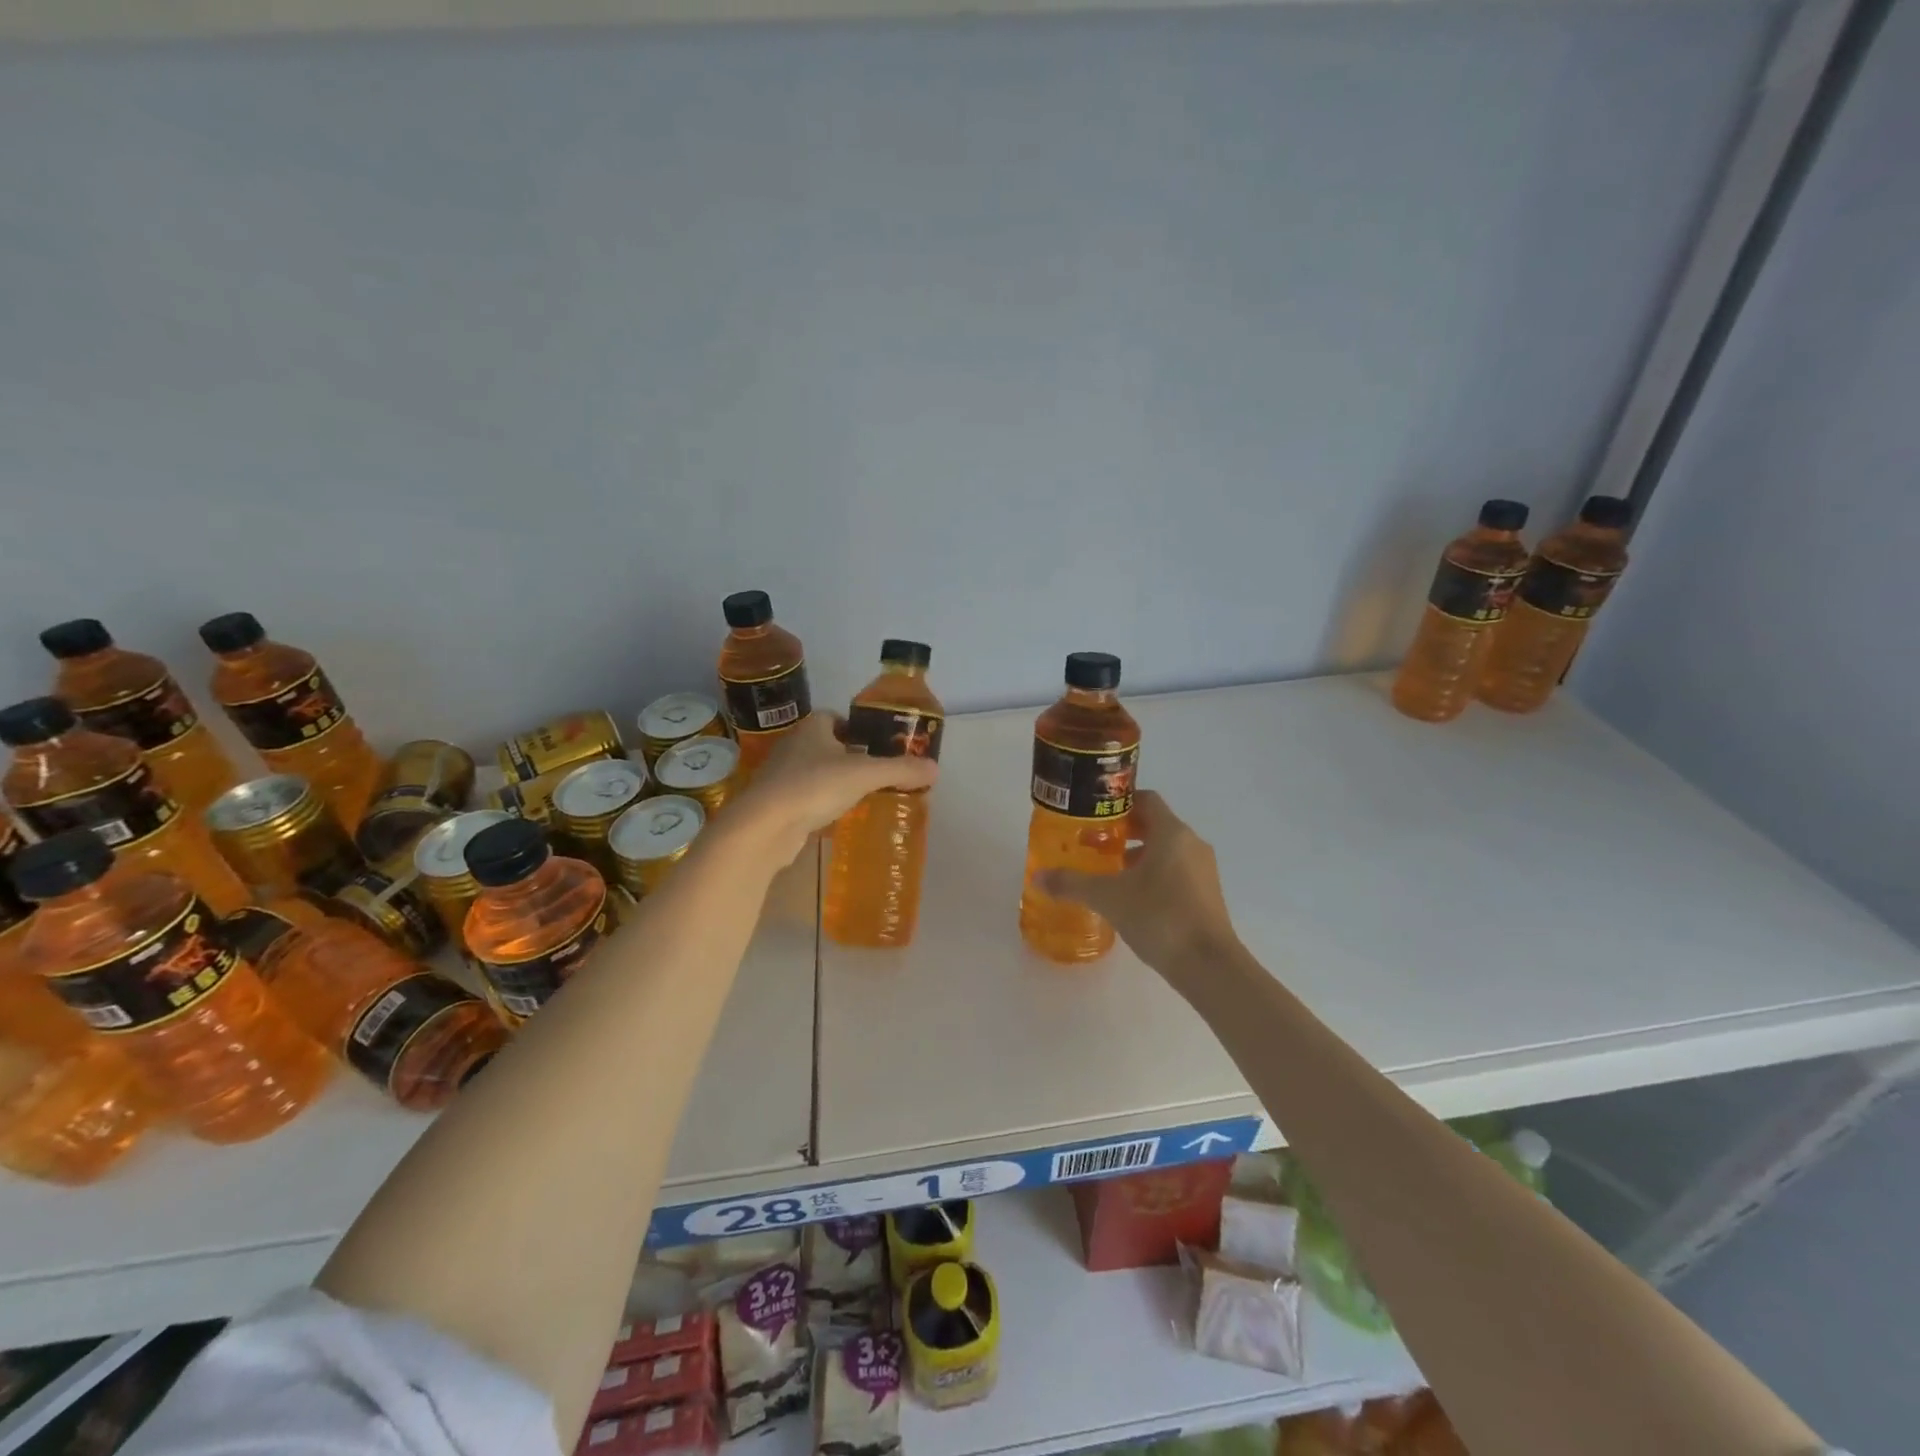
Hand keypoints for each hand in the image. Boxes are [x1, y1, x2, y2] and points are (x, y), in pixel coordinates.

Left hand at [726, 713, 938, 866]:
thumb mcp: (865, 774)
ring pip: (814, 772)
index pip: (836, 718)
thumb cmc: (814, 786)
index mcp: (812, 727)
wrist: (764, 825)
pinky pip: (804, 797)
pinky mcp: (774, 803)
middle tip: (876, 773)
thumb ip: (900, 770)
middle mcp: (793, 745)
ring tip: (860, 796)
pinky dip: (820, 803)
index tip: (877, 745)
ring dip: (834, 781)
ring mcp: (780, 774)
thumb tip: (935, 769)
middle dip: (849, 756)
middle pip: (826, 745)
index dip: (857, 728)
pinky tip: (836, 817)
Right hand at [1036, 791, 1239, 985]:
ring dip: (1138, 855)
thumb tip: (1037, 876)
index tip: (1093, 815)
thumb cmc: (1159, 916)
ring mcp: (1203, 870)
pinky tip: (1131, 898)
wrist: (1208, 965)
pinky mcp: (1206, 895)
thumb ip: (1072, 883)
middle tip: (1093, 843)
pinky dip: (1153, 875)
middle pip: (1155, 824)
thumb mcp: (1108, 897)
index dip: (1118, 803)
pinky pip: (1175, 872)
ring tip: (1107, 872)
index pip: (1145, 799)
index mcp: (1172, 832)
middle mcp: (1191, 844)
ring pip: (1166, 850)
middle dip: (1124, 831)